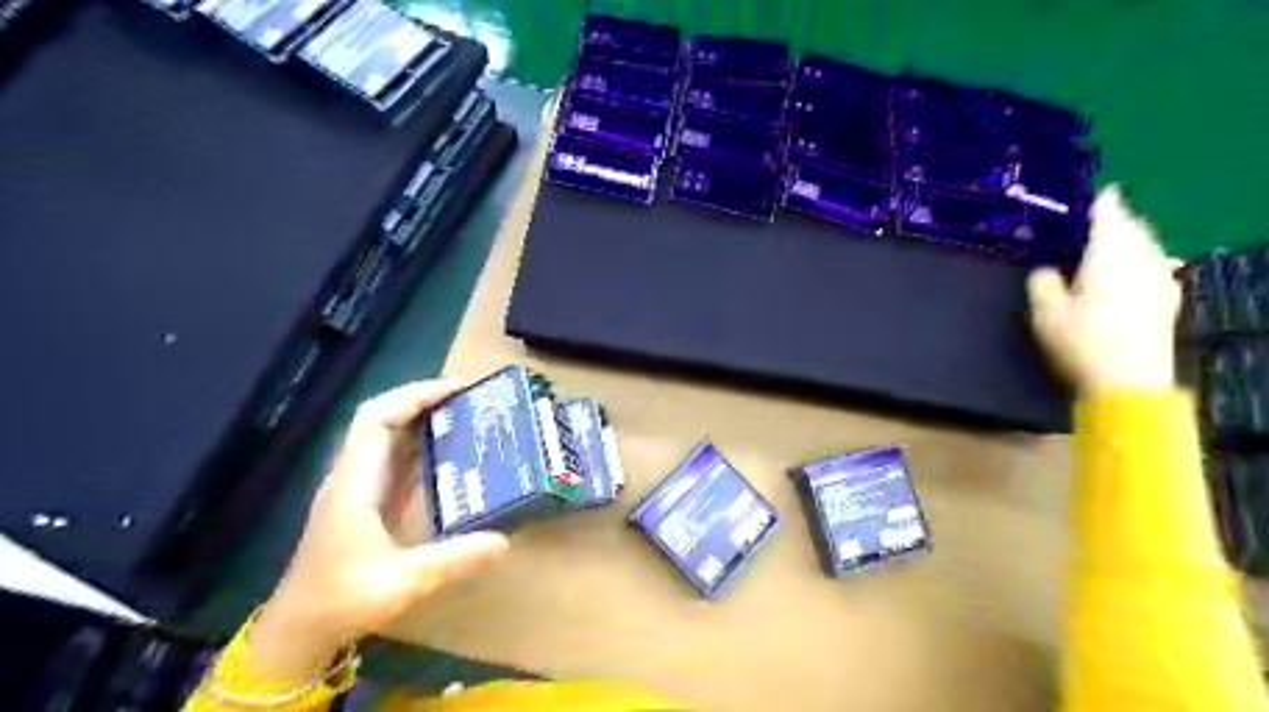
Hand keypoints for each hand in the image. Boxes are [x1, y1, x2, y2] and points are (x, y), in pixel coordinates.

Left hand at [249, 381, 509, 680]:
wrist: (297, 632)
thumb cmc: (342, 603)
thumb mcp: (403, 584)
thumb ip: (453, 560)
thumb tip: (503, 540)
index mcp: (353, 486)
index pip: (375, 420)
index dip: (413, 396)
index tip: (454, 389)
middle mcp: (350, 478)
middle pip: (377, 419)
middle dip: (419, 400)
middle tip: (465, 398)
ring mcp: (353, 489)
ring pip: (382, 437)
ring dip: (418, 420)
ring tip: (460, 416)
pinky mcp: (360, 503)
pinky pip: (388, 459)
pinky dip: (416, 445)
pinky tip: (443, 453)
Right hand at [1025, 185, 1184, 393]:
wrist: (1127, 381)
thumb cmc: (1081, 342)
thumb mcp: (1045, 313)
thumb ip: (1042, 282)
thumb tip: (1045, 270)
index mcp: (1108, 256)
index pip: (1106, 215)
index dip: (1097, 202)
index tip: (1088, 193)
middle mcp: (1140, 259)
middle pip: (1133, 227)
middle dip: (1115, 219)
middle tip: (1093, 219)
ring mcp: (1160, 278)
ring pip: (1148, 245)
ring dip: (1130, 238)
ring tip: (1111, 242)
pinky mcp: (1167, 299)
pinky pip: (1157, 265)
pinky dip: (1143, 259)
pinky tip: (1136, 269)